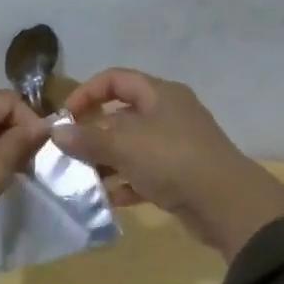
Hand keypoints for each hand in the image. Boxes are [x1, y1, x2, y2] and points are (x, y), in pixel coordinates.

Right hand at [53, 68, 283, 257]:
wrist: (228, 205)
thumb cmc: (173, 160)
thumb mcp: (124, 145)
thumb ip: (87, 138)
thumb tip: (56, 132)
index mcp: (159, 94)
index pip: (115, 79)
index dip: (86, 93)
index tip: (64, 118)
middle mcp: (168, 114)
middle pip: (121, 115)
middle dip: (92, 133)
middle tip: (68, 153)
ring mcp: (176, 146)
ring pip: (131, 147)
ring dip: (106, 162)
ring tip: (82, 179)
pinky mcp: (181, 176)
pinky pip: (144, 174)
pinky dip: (125, 184)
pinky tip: (108, 199)